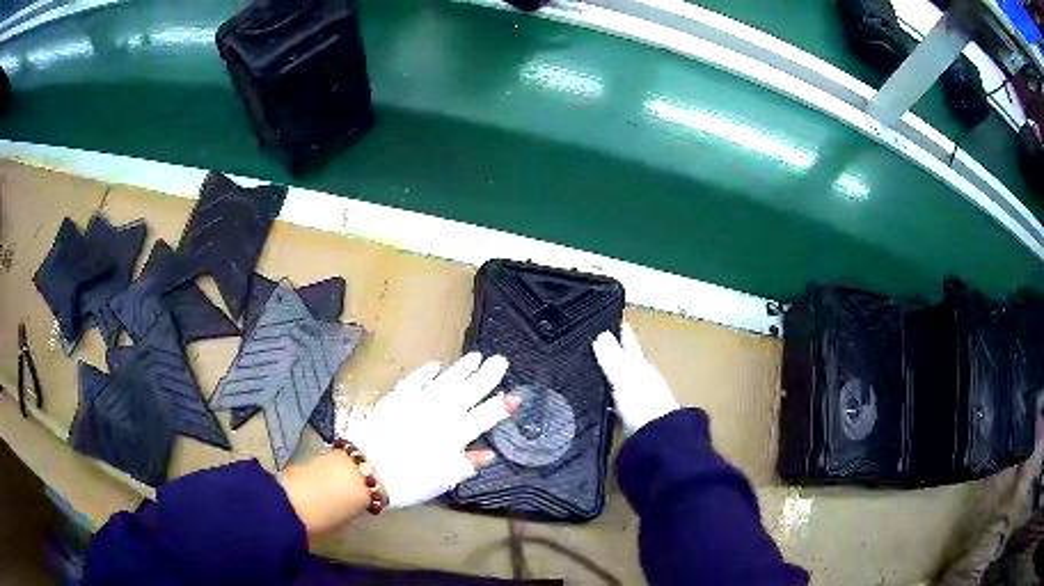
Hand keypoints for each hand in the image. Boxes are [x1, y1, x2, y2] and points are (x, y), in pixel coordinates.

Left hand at [346, 353, 516, 508]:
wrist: (365, 469)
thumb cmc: (408, 481)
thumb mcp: (442, 481)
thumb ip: (466, 464)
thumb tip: (487, 454)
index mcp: (455, 435)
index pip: (485, 417)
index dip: (501, 407)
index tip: (515, 396)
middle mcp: (440, 413)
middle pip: (469, 391)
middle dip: (487, 376)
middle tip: (501, 360)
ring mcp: (418, 402)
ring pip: (446, 381)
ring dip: (462, 369)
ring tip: (477, 357)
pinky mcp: (397, 398)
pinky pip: (416, 380)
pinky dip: (427, 372)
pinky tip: (436, 366)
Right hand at [593, 323, 679, 435]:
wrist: (657, 439)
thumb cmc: (643, 405)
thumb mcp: (623, 377)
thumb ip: (611, 358)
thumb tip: (601, 334)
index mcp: (642, 367)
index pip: (631, 345)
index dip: (624, 334)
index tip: (618, 321)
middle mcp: (644, 381)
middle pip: (630, 362)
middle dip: (619, 353)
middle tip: (606, 341)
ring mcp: (641, 399)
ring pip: (626, 381)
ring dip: (616, 375)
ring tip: (601, 370)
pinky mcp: (634, 418)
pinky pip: (621, 401)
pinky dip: (613, 397)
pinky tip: (604, 402)